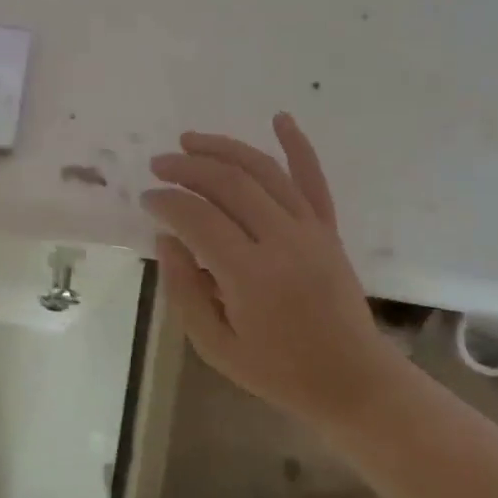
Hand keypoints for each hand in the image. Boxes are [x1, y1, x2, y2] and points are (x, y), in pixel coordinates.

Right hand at [142, 113, 405, 424]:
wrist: (351, 380)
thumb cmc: (276, 370)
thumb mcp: (214, 344)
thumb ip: (184, 290)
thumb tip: (167, 239)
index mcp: (250, 275)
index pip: (198, 218)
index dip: (167, 202)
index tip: (146, 200)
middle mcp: (282, 241)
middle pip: (229, 184)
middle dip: (187, 168)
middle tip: (158, 165)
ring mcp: (311, 230)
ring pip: (265, 172)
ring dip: (225, 149)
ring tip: (190, 140)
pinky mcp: (329, 229)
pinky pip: (313, 179)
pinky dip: (298, 145)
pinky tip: (280, 118)